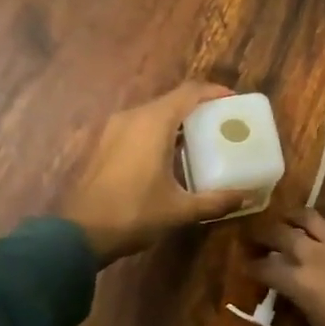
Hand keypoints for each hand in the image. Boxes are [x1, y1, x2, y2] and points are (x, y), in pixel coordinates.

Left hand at [62, 82, 249, 262]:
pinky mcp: (106, 143)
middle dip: (199, 107)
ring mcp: (115, 128)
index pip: (190, 92)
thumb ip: (215, 201)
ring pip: (153, 113)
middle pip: (172, 100)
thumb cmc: (133, 214)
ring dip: (178, 120)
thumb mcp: (179, 210)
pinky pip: (139, 126)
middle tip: (222, 123)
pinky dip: (159, 131)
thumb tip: (244, 196)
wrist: (80, 233)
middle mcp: (133, 117)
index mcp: (153, 122)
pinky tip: (171, 154)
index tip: (234, 101)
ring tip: (202, 139)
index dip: (214, 92)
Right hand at [249, 209, 324, 325]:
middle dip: (263, 234)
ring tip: (288, 221)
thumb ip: (308, 309)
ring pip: (309, 216)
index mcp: (301, 284)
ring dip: (293, 218)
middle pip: (280, 233)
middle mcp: (316, 255)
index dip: (253, 266)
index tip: (247, 265)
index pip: (266, 267)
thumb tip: (303, 298)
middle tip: (256, 236)